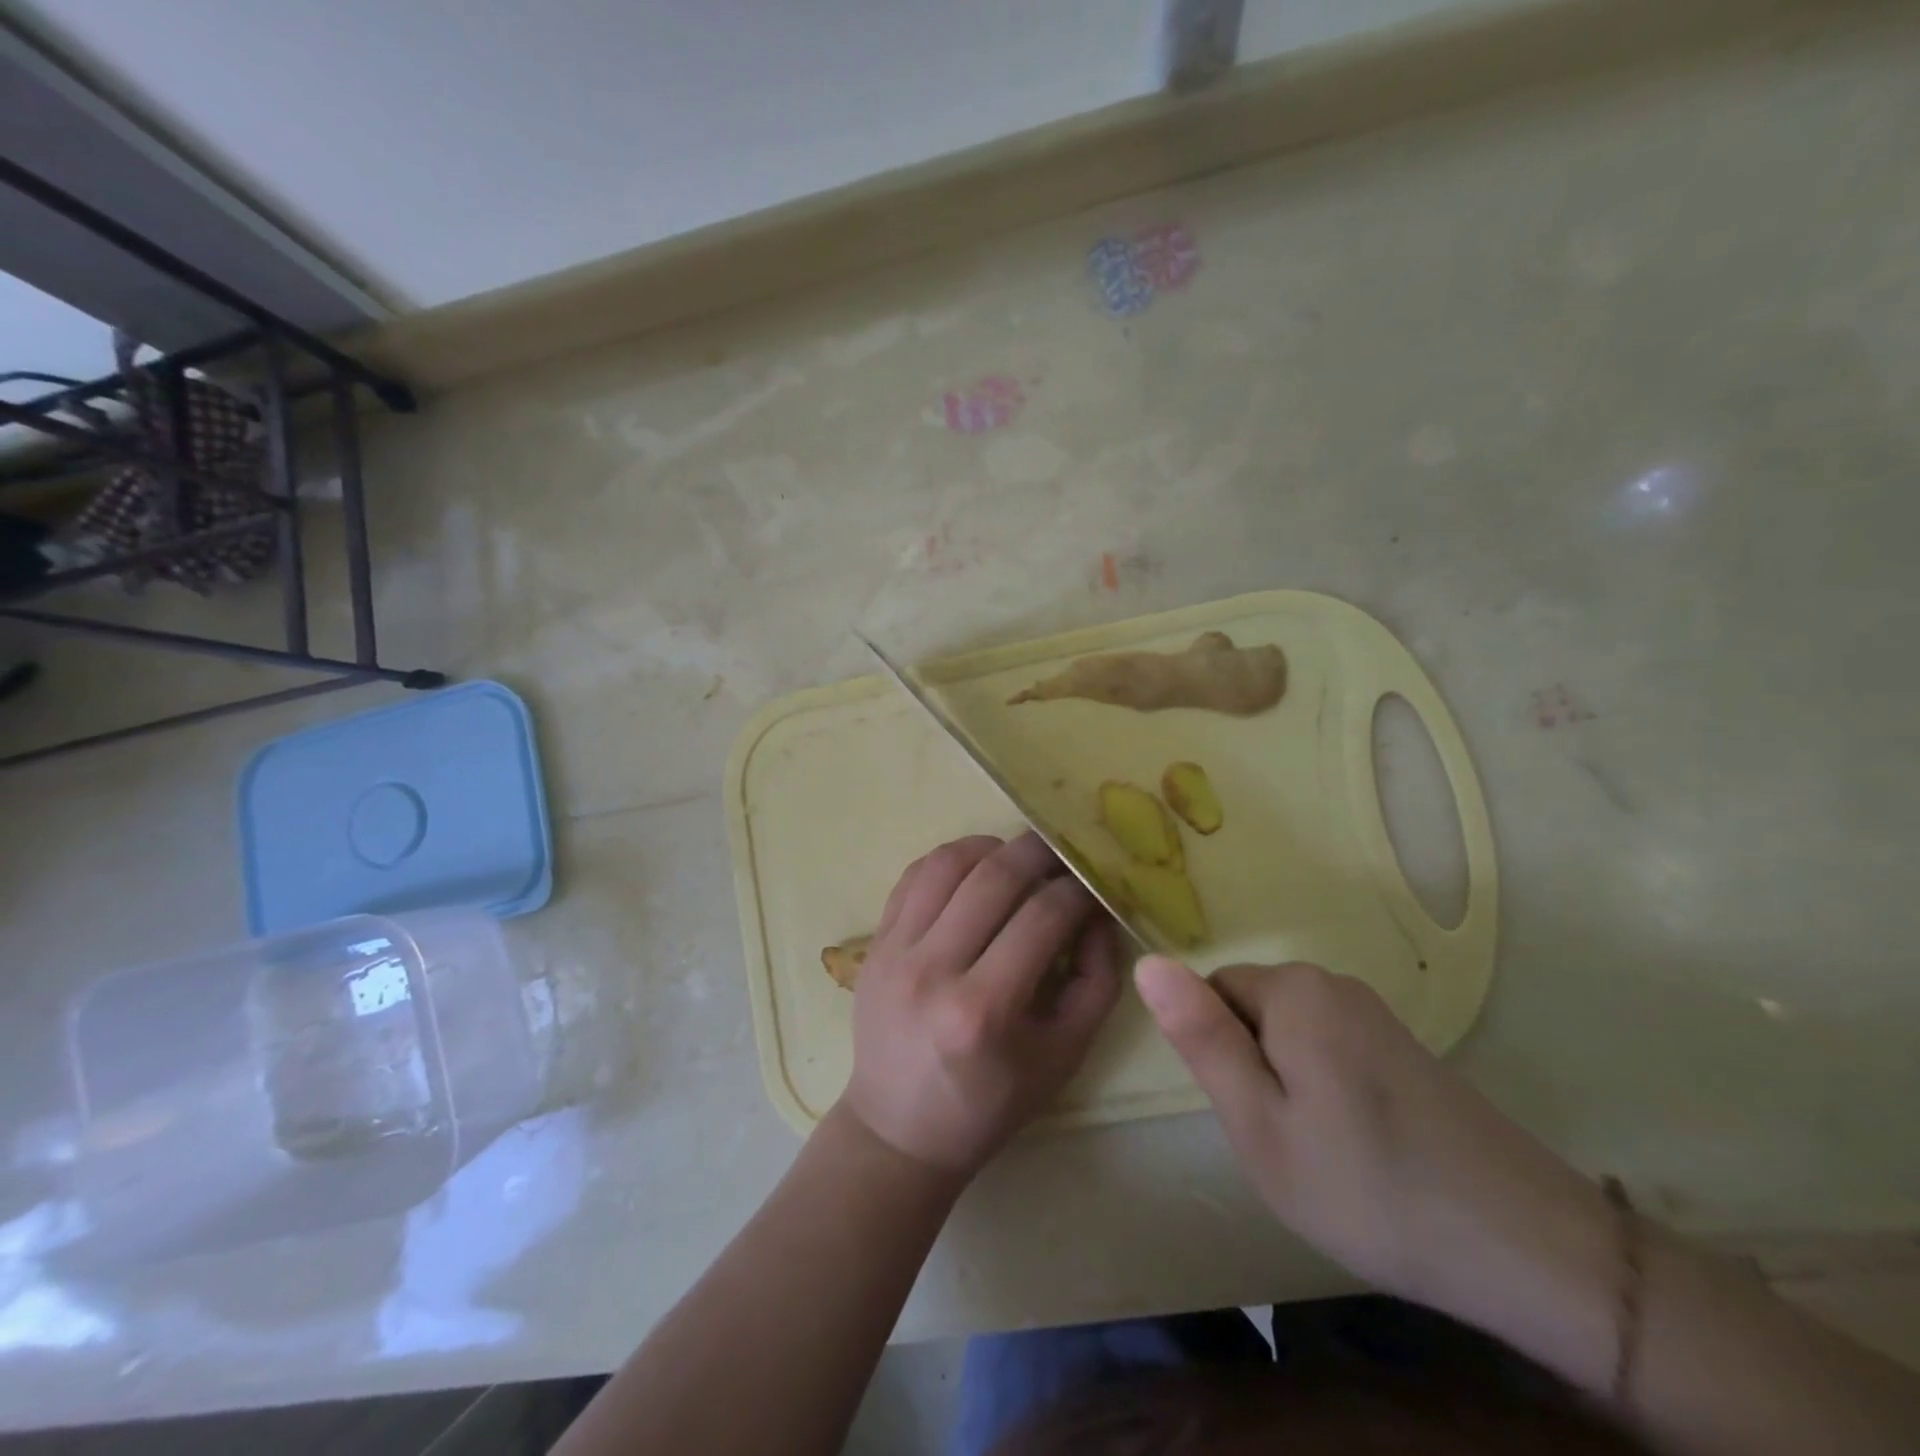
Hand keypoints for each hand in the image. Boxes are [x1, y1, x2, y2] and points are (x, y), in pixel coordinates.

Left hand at [840, 833, 1123, 1176]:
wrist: (899, 1129)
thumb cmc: (990, 1103)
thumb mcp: (1063, 1055)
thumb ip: (1096, 981)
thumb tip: (1098, 913)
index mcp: (983, 1011)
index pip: (1042, 917)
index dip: (1078, 890)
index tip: (1094, 882)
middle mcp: (933, 971)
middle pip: (993, 876)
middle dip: (1039, 851)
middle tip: (1064, 850)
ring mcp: (895, 951)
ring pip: (947, 863)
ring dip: (991, 847)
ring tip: (1018, 858)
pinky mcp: (875, 943)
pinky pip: (914, 876)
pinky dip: (950, 859)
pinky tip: (975, 869)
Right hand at [1134, 957, 1612, 1331]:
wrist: (1527, 1248)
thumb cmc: (1367, 1187)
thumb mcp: (1259, 1123)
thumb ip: (1201, 1038)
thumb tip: (1147, 962)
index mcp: (1292, 990)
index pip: (1211, 993)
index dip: (1219, 1055)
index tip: (1253, 1114)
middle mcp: (1331, 982)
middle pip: (1250, 1008)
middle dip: (1251, 1065)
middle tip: (1285, 1140)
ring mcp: (1373, 1012)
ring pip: (1287, 1031)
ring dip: (1287, 1081)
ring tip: (1322, 1149)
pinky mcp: (1402, 1044)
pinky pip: (1328, 1047)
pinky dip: (1325, 1088)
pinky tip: (1361, 1146)